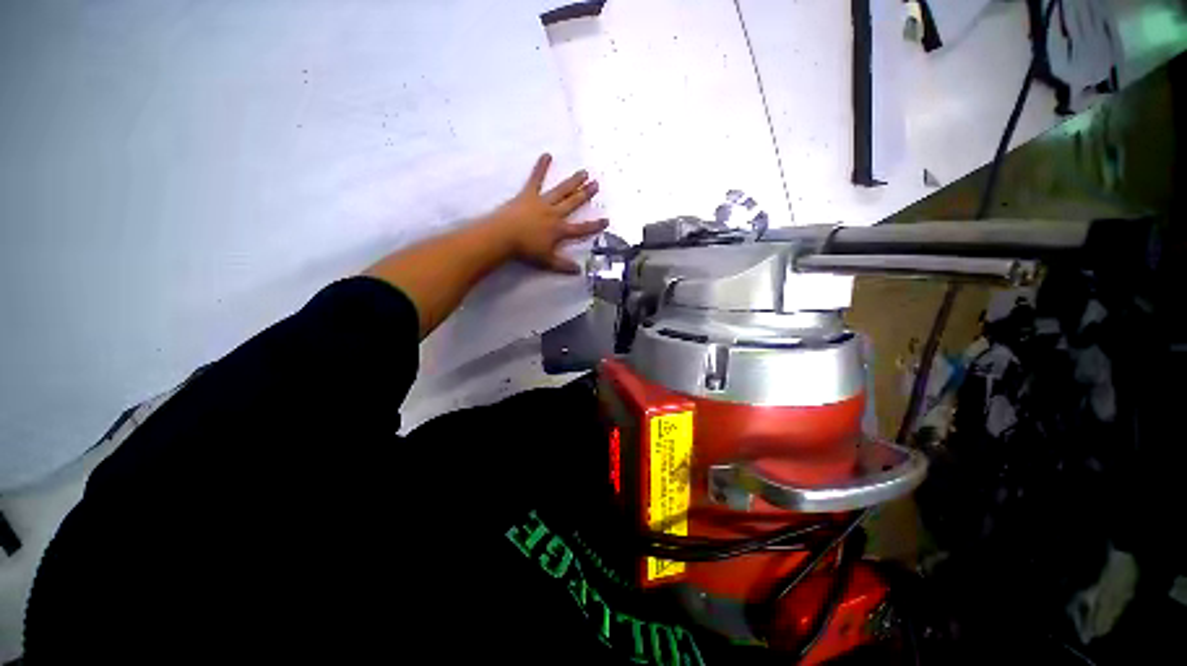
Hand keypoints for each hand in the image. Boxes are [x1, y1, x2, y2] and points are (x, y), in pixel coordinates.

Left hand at [485, 153, 607, 273]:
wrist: (504, 237)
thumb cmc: (526, 250)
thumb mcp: (547, 261)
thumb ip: (563, 265)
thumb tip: (579, 270)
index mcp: (560, 230)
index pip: (581, 229)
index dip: (595, 225)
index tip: (606, 220)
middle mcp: (554, 214)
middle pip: (573, 203)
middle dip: (586, 195)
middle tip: (596, 184)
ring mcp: (542, 202)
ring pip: (561, 190)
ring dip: (573, 181)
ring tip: (584, 172)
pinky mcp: (528, 194)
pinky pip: (535, 179)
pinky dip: (541, 167)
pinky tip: (547, 155)